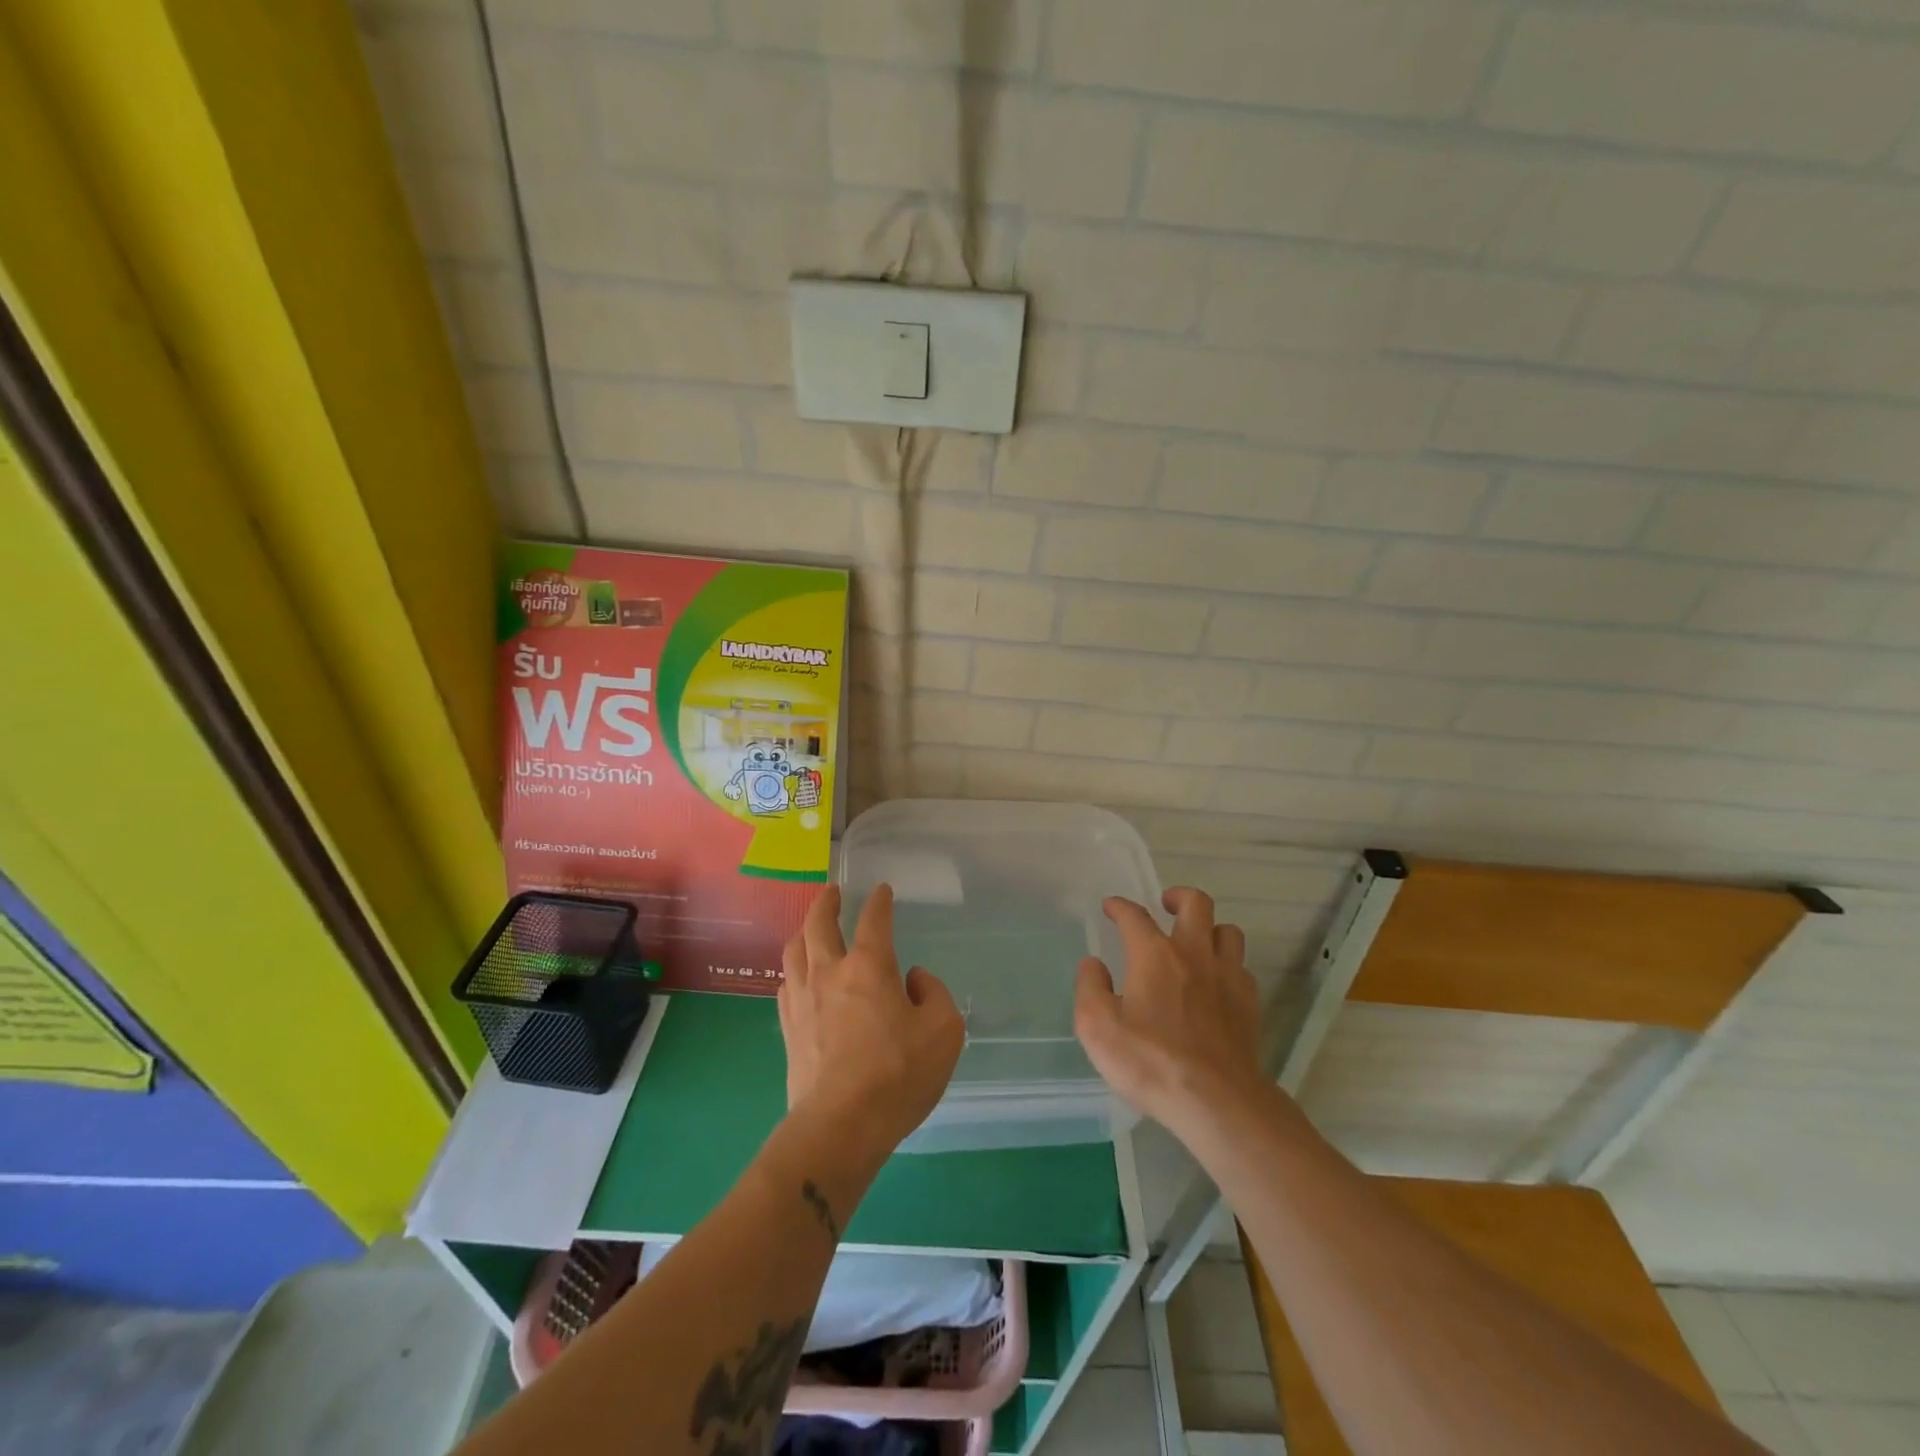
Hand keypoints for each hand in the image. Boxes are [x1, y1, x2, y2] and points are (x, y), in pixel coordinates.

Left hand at [778, 884, 964, 1164]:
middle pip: (818, 923)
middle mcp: (830, 972)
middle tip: (833, 892)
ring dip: (803, 931)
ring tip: (810, 928)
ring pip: (794, 950)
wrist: (840, 1126)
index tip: (882, 890)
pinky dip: (794, 970)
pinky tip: (799, 976)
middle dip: (827, 902)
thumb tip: (913, 979)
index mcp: (870, 967)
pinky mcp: (788, 1029)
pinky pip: (785, 984)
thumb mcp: (944, 1032)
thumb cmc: (898, 1075)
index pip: (873, 920)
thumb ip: (933, 994)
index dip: (879, 901)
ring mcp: (803, 1000)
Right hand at [1074, 887, 1264, 1138]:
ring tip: (1196, 941)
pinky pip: (1241, 968)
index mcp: (1154, 954)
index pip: (1134, 916)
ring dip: (1210, 929)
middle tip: (1166, 906)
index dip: (1119, 907)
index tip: (1111, 907)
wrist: (1217, 1102)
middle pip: (1196, 904)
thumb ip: (1090, 989)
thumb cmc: (1150, 1062)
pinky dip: (1227, 965)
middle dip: (1179, 897)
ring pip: (1228, 931)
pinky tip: (1217, 983)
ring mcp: (1227, 977)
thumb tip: (1093, 965)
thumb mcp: (1097, 1028)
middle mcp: (1194, 954)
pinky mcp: (1249, 1004)